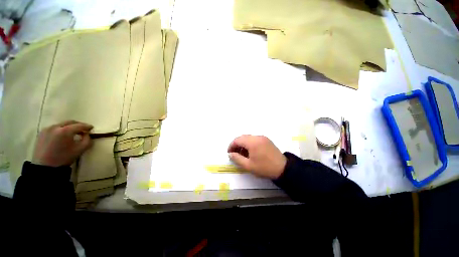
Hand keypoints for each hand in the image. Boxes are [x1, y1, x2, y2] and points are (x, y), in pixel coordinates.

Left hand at [32, 121, 92, 166]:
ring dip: (68, 127)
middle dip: (78, 125)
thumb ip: (87, 140)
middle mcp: (55, 127)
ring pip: (61, 124)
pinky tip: (62, 136)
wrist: (45, 167)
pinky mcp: (41, 133)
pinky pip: (54, 128)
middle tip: (83, 129)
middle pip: (69, 122)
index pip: (79, 125)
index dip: (87, 126)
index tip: (91, 128)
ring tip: (72, 133)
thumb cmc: (64, 158)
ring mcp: (47, 129)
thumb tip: (87, 134)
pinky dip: (60, 130)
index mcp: (65, 131)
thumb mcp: (80, 150)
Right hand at [227, 135, 286, 178]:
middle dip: (236, 144)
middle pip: (242, 137)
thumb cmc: (264, 168)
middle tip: (234, 153)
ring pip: (248, 138)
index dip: (231, 146)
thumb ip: (237, 158)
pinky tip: (250, 151)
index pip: (237, 140)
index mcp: (252, 142)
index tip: (229, 153)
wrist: (283, 168)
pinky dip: (249, 143)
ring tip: (242, 154)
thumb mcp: (248, 165)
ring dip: (243, 144)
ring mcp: (262, 137)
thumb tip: (230, 154)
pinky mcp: (266, 140)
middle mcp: (257, 137)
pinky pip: (254, 139)